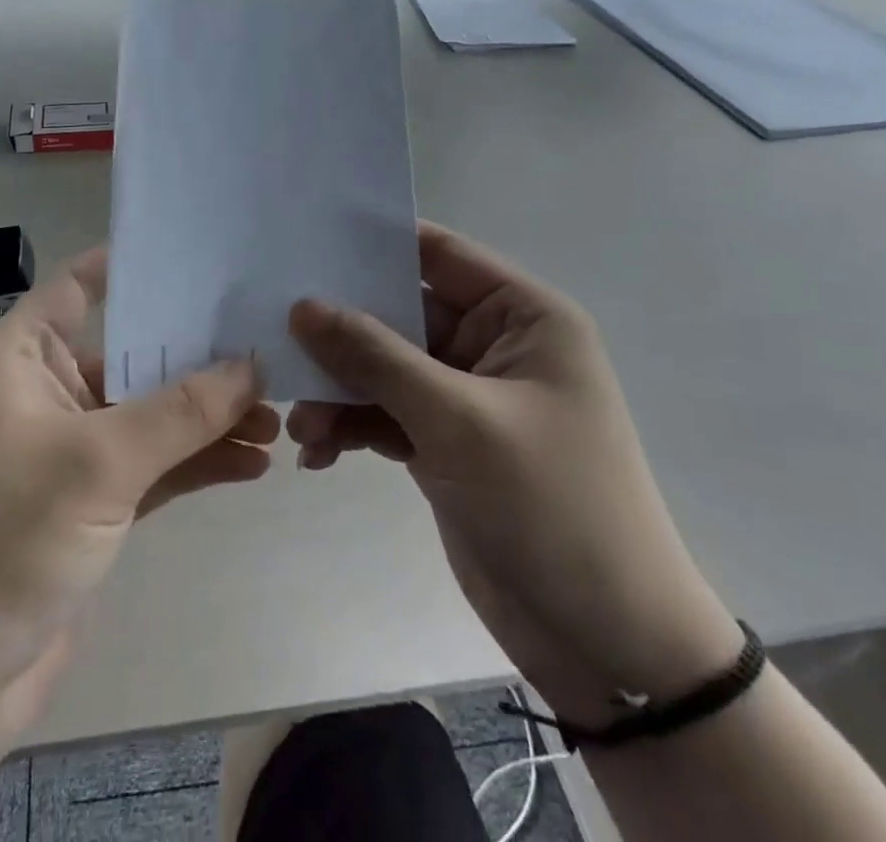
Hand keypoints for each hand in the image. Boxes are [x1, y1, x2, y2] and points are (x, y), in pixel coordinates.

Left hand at [0, 248, 277, 755]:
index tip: (196, 255)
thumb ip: (180, 410)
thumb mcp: (98, 460)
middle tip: (265, 343)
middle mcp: (45, 394)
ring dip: (207, 416)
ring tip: (275, 415)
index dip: (129, 266)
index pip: (76, 287)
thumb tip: (253, 364)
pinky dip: (197, 462)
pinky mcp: (92, 504)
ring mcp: (70, 451)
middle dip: (195, 354)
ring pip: (150, 414)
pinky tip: (252, 463)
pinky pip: (154, 466)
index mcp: (21, 360)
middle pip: (129, 352)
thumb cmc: (5, 537)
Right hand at [288, 222, 741, 728]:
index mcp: (521, 316)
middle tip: (278, 338)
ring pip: (383, 367)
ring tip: (302, 426)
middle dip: (340, 331)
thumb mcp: (457, 419)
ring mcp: (465, 396)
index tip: (305, 242)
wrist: (608, 643)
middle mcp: (493, 345)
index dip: (373, 242)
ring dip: (339, 390)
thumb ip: (375, 356)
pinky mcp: (444, 442)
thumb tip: (303, 305)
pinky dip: (352, 426)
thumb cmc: (551, 506)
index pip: (437, 252)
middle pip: (399, 312)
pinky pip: (384, 413)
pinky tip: (319, 454)